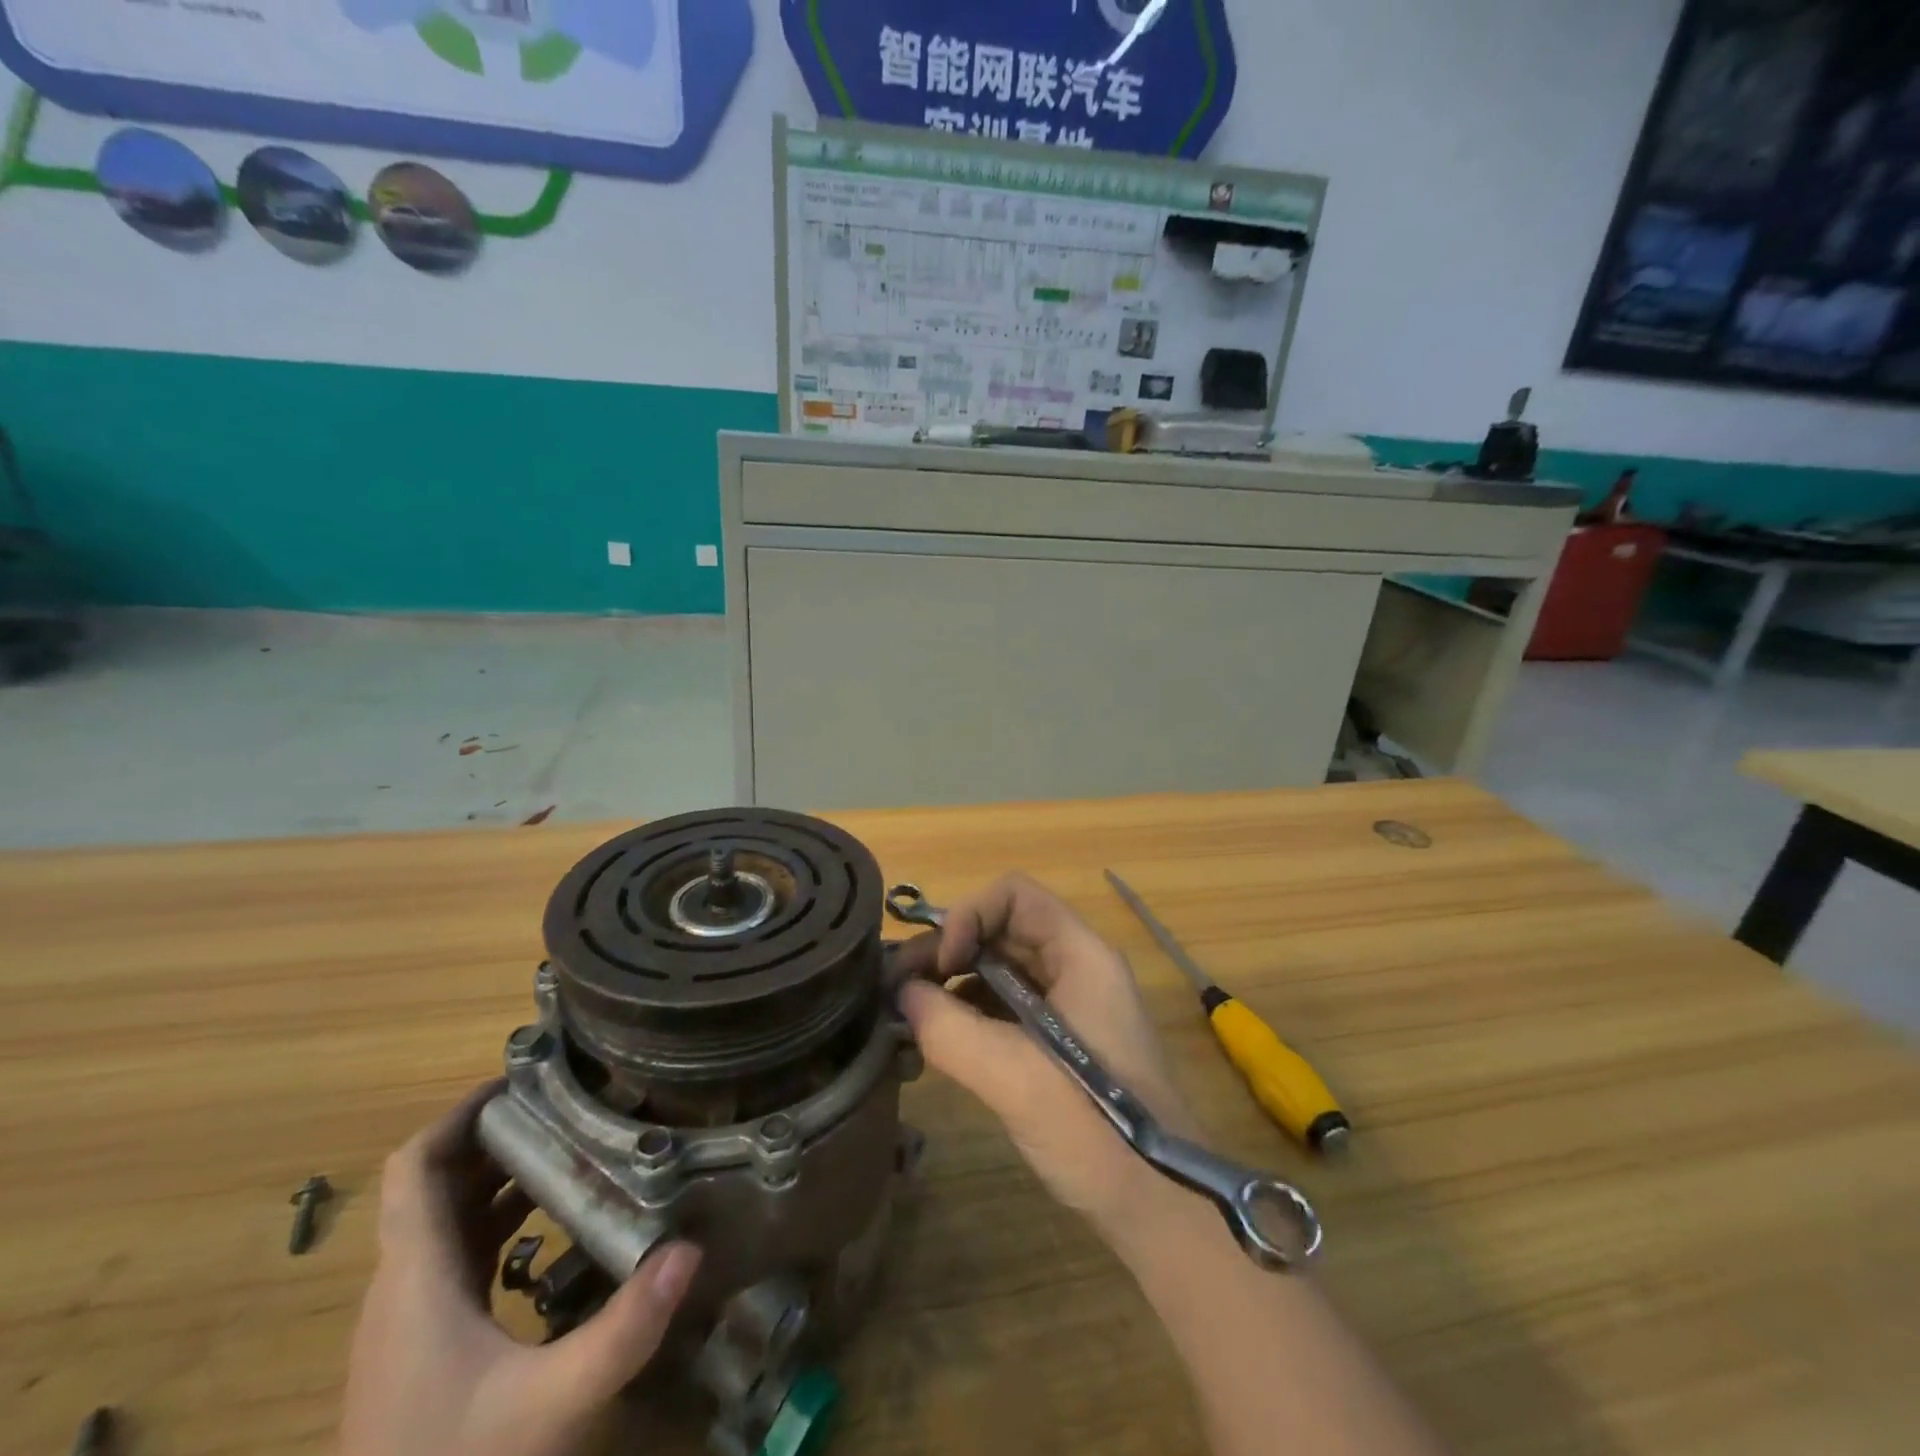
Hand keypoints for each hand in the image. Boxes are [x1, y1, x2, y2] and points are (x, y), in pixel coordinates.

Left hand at [339, 1081, 702, 1455]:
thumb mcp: (550, 1404)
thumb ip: (622, 1329)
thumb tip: (690, 1248)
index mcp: (415, 1279)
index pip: (416, 1167)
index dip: (460, 1111)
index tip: (524, 1076)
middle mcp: (403, 1288)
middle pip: (438, 1183)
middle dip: (499, 1132)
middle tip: (571, 1099)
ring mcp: (409, 1321)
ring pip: (446, 1220)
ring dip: (500, 1174)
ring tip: (572, 1142)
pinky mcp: (423, 1348)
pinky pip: (458, 1255)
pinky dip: (499, 1220)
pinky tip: (553, 1224)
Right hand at [894, 874, 1204, 1241]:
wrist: (1161, 1209)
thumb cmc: (1096, 1131)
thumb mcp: (1015, 1076)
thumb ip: (951, 1029)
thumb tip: (902, 995)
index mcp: (1081, 955)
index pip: (1015, 896)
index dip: (969, 916)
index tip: (940, 965)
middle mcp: (1077, 968)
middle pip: (1003, 930)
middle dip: (948, 950)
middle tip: (898, 988)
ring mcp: (1072, 1006)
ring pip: (1002, 969)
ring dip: (954, 983)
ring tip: (910, 1014)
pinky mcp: (1061, 1043)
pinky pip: (1007, 1006)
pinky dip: (970, 1013)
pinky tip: (940, 1040)